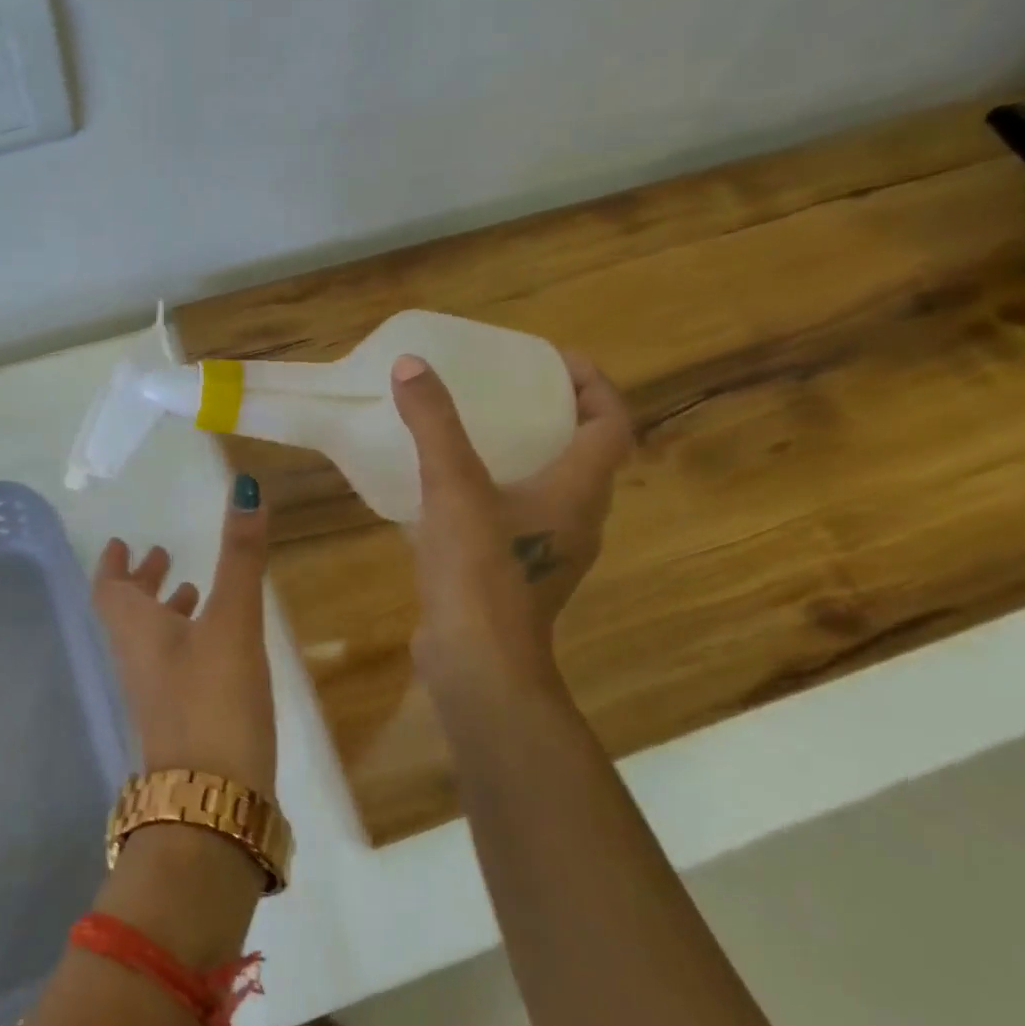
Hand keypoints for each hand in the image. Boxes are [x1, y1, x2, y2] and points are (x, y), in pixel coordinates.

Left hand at [93, 475, 275, 794]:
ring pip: (152, 641)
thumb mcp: (231, 621)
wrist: (211, 806)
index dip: (112, 564)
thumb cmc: (213, 700)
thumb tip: (244, 486)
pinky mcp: (181, 722)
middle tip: (161, 556)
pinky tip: (218, 645)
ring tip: (193, 589)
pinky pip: (174, 667)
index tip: (118, 542)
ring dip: (166, 611)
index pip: (108, 590)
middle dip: (143, 582)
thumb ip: (240, 556)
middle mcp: (138, 661)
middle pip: (128, 614)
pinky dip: (188, 641)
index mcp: (137, 631)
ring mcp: (157, 696)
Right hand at [392, 350, 632, 700]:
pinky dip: (499, 492)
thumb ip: (434, 424)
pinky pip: (520, 516)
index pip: (612, 423)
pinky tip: (450, 491)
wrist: (479, 665)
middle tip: (510, 389)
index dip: (593, 384)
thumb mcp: (453, 487)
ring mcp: (551, 550)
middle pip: (586, 453)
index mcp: (579, 490)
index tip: (553, 360)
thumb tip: (412, 366)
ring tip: (479, 432)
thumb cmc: (481, 571)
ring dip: (528, 454)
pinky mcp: (521, 574)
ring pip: (553, 487)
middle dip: (557, 414)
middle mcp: (578, 518)